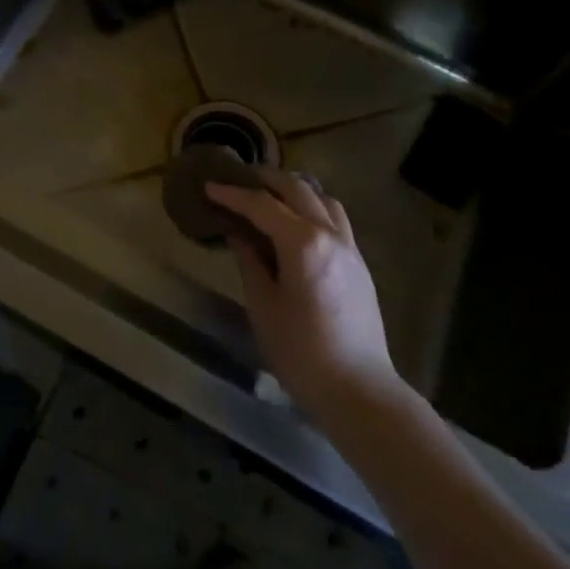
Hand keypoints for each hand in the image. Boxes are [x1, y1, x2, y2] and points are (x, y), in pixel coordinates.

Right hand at [206, 171, 396, 420]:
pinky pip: (335, 219)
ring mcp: (350, 247)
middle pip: (297, 190)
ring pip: (323, 199)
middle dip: (266, 180)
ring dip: (295, 190)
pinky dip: (313, 208)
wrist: (357, 388)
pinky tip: (298, 225)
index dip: (233, 194)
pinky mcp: (359, 263)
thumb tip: (238, 234)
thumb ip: (250, 262)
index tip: (210, 186)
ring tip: (270, 197)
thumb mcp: (263, 305)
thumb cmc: (299, 351)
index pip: (262, 205)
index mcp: (303, 243)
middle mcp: (330, 234)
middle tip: (239, 181)